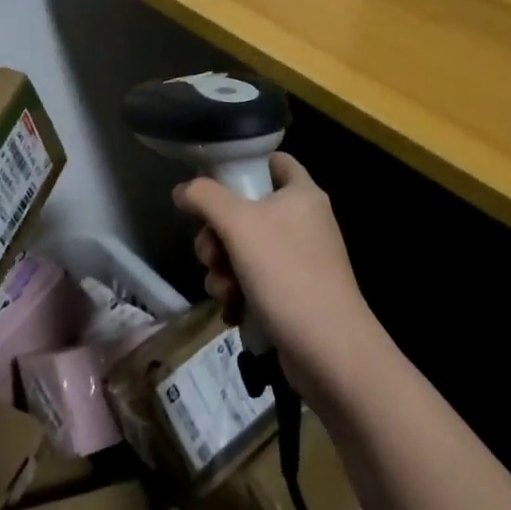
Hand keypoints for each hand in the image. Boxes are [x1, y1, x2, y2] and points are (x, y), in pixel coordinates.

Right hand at [173, 152, 381, 400]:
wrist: (327, 348)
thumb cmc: (285, 273)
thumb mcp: (238, 224)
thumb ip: (205, 197)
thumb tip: (183, 191)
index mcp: (302, 194)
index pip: (275, 162)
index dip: (244, 166)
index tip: (213, 185)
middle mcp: (304, 222)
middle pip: (246, 211)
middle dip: (217, 235)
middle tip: (211, 254)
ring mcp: (299, 260)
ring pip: (243, 250)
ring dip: (222, 270)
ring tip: (224, 290)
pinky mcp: (293, 293)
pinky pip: (253, 281)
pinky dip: (238, 293)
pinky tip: (233, 309)